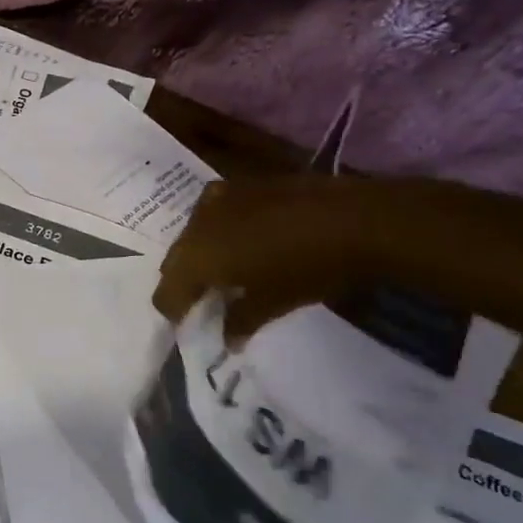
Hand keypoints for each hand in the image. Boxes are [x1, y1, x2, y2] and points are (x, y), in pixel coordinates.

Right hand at [156, 174, 401, 336]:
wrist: (355, 218)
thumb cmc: (307, 268)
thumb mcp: (271, 303)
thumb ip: (240, 322)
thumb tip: (227, 338)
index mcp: (197, 258)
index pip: (166, 292)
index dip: (173, 311)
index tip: (186, 324)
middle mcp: (197, 224)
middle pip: (176, 259)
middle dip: (184, 280)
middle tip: (203, 299)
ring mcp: (219, 198)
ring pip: (193, 232)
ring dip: (201, 252)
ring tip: (223, 268)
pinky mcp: (242, 183)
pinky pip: (216, 212)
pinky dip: (220, 229)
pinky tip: (242, 238)